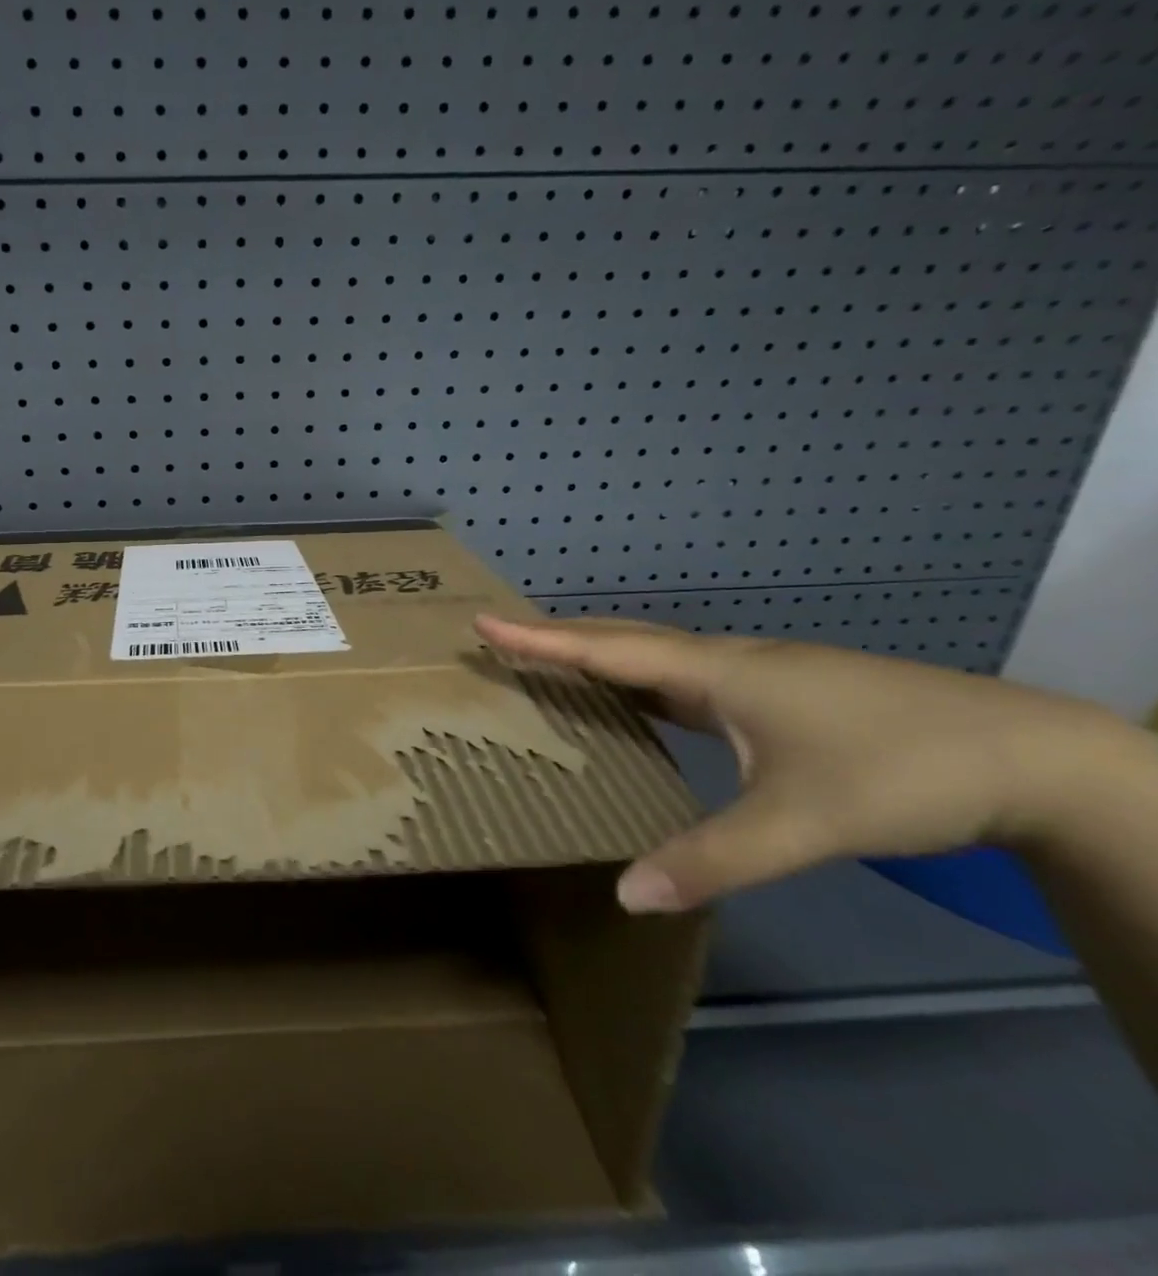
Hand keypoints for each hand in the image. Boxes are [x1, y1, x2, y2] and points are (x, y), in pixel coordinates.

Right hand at [475, 614, 1143, 915]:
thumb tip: (626, 894)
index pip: (607, 649)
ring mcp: (757, 674)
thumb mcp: (802, 824)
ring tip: (553, 665)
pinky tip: (642, 704)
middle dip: (559, 636)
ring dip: (600, 655)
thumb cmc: (901, 772)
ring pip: (657, 655)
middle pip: (624, 638)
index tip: (484, 621)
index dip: (541, 639)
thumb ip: (712, 859)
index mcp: (717, 672)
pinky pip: (684, 676)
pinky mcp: (780, 693)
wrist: (1031, 756)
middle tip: (504, 637)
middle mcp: (727, 660)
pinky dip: (641, 680)